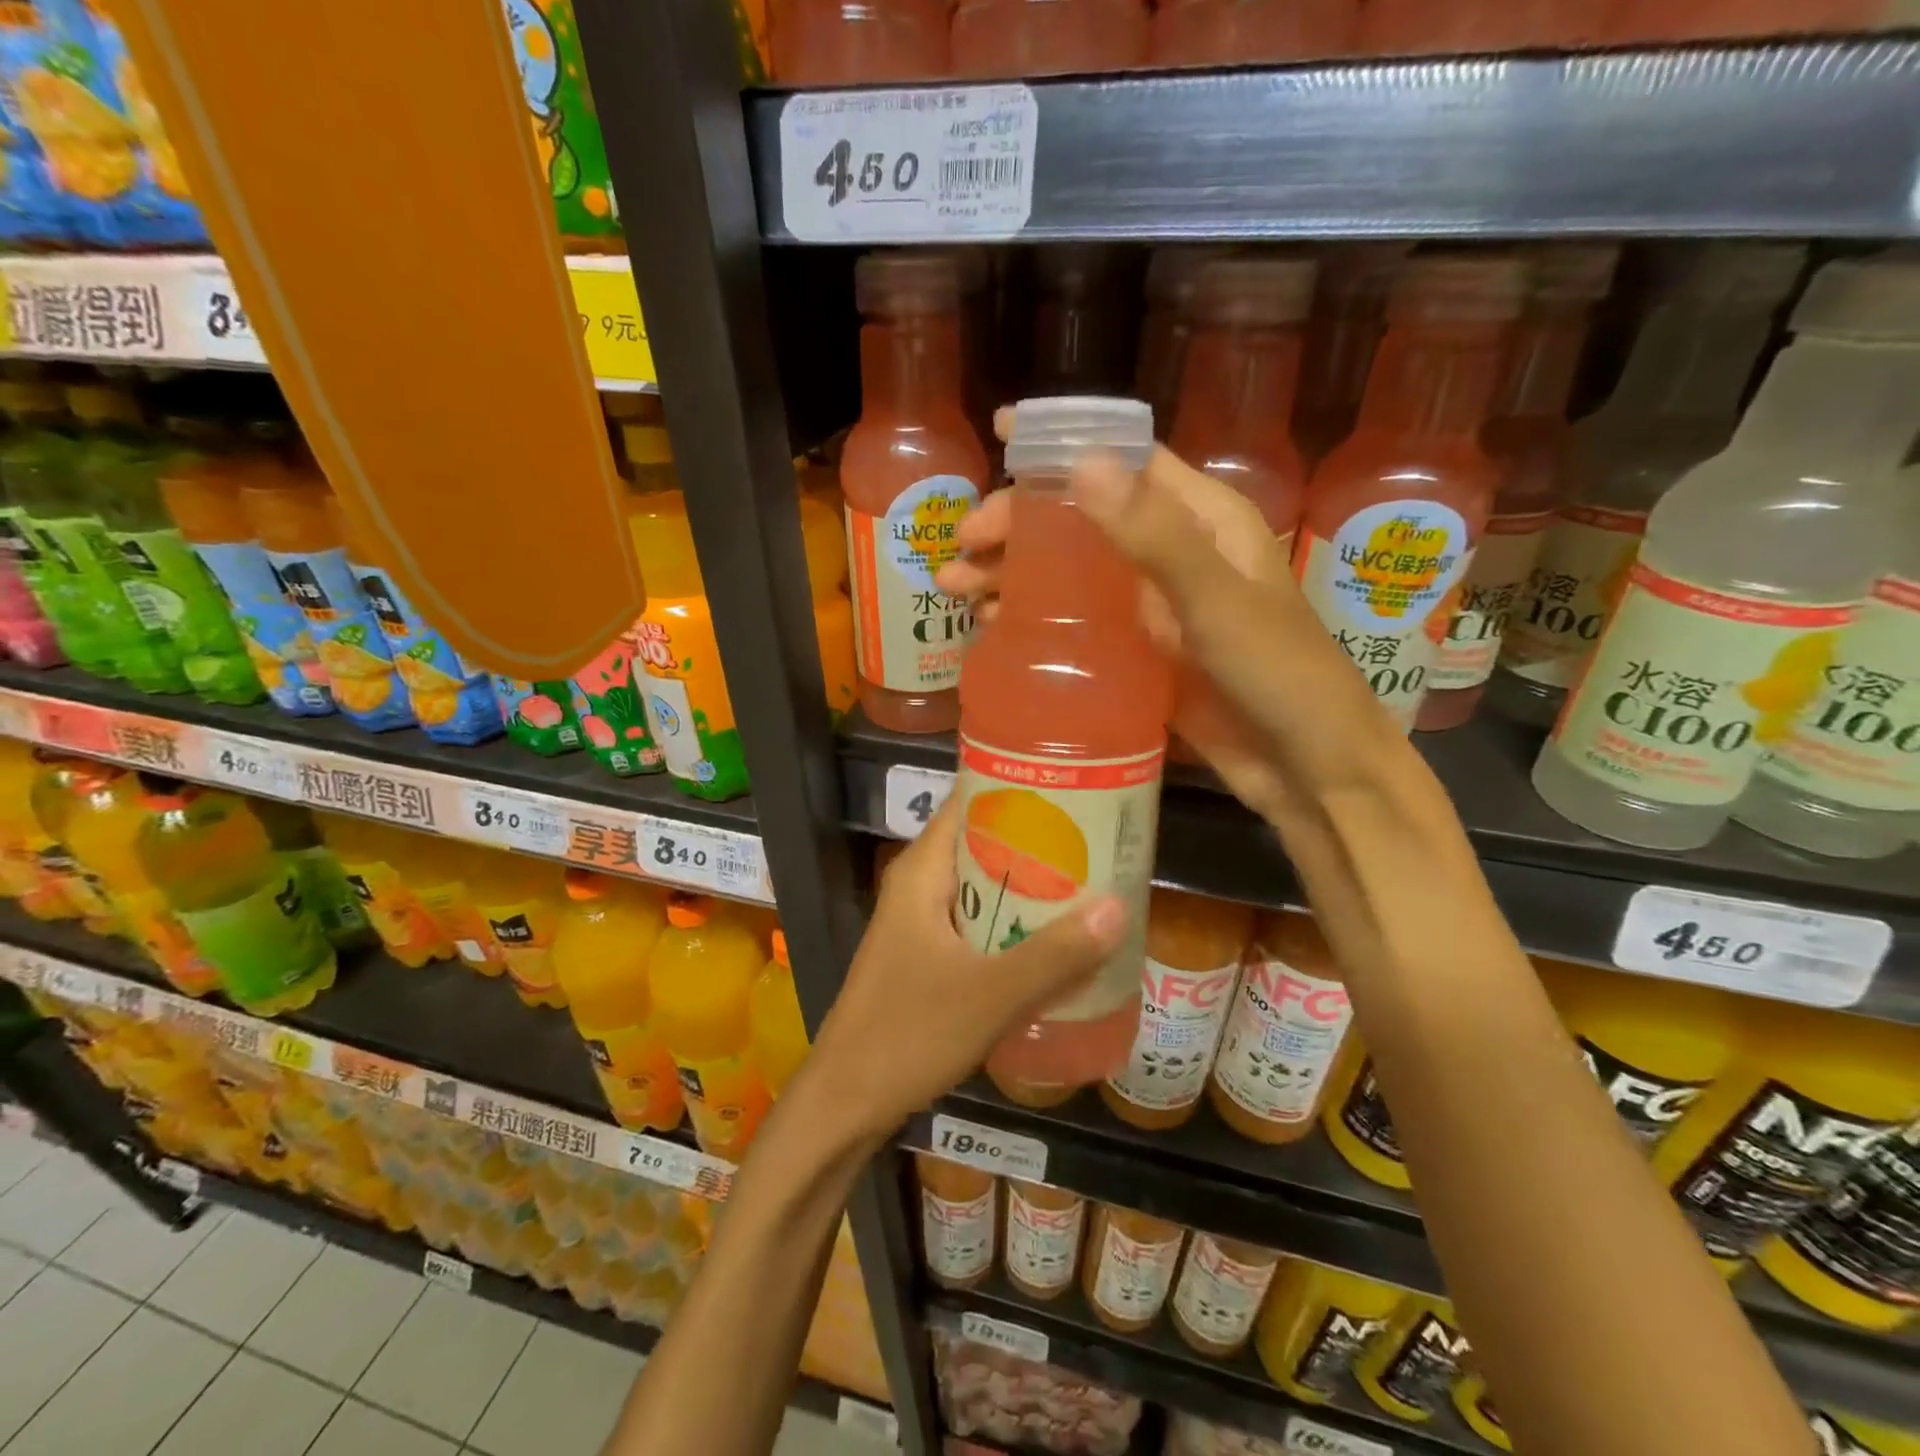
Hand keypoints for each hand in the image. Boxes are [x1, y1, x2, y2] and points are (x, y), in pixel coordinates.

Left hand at [806, 799, 1125, 1137]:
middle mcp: (920, 884)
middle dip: (1039, 840)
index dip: (1020, 789)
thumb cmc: (908, 1034)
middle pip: (984, 842)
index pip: (970, 800)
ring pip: (984, 886)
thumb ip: (1055, 954)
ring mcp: (921, 922)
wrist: (845, 1102)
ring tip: (1093, 883)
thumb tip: (1120, 906)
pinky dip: (1015, 923)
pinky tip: (1058, 940)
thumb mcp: (990, 994)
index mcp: (922, 870)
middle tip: (1100, 839)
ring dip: (1031, 886)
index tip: (1076, 787)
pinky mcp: (927, 955)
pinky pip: (979, 923)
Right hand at [934, 417, 1411, 839]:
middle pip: (1084, 517)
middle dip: (1020, 522)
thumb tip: (1082, 464)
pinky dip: (1036, 619)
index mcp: (1204, 519)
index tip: (1001, 431)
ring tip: (958, 587)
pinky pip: (1077, 621)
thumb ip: (1155, 537)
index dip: (1064, 443)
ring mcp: (1154, 605)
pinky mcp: (1140, 651)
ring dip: (1016, 573)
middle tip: (964, 542)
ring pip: (1072, 570)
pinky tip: (994, 627)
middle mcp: (1173, 552)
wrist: (1308, 767)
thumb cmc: (1279, 674)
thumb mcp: (1217, 603)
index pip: (1126, 459)